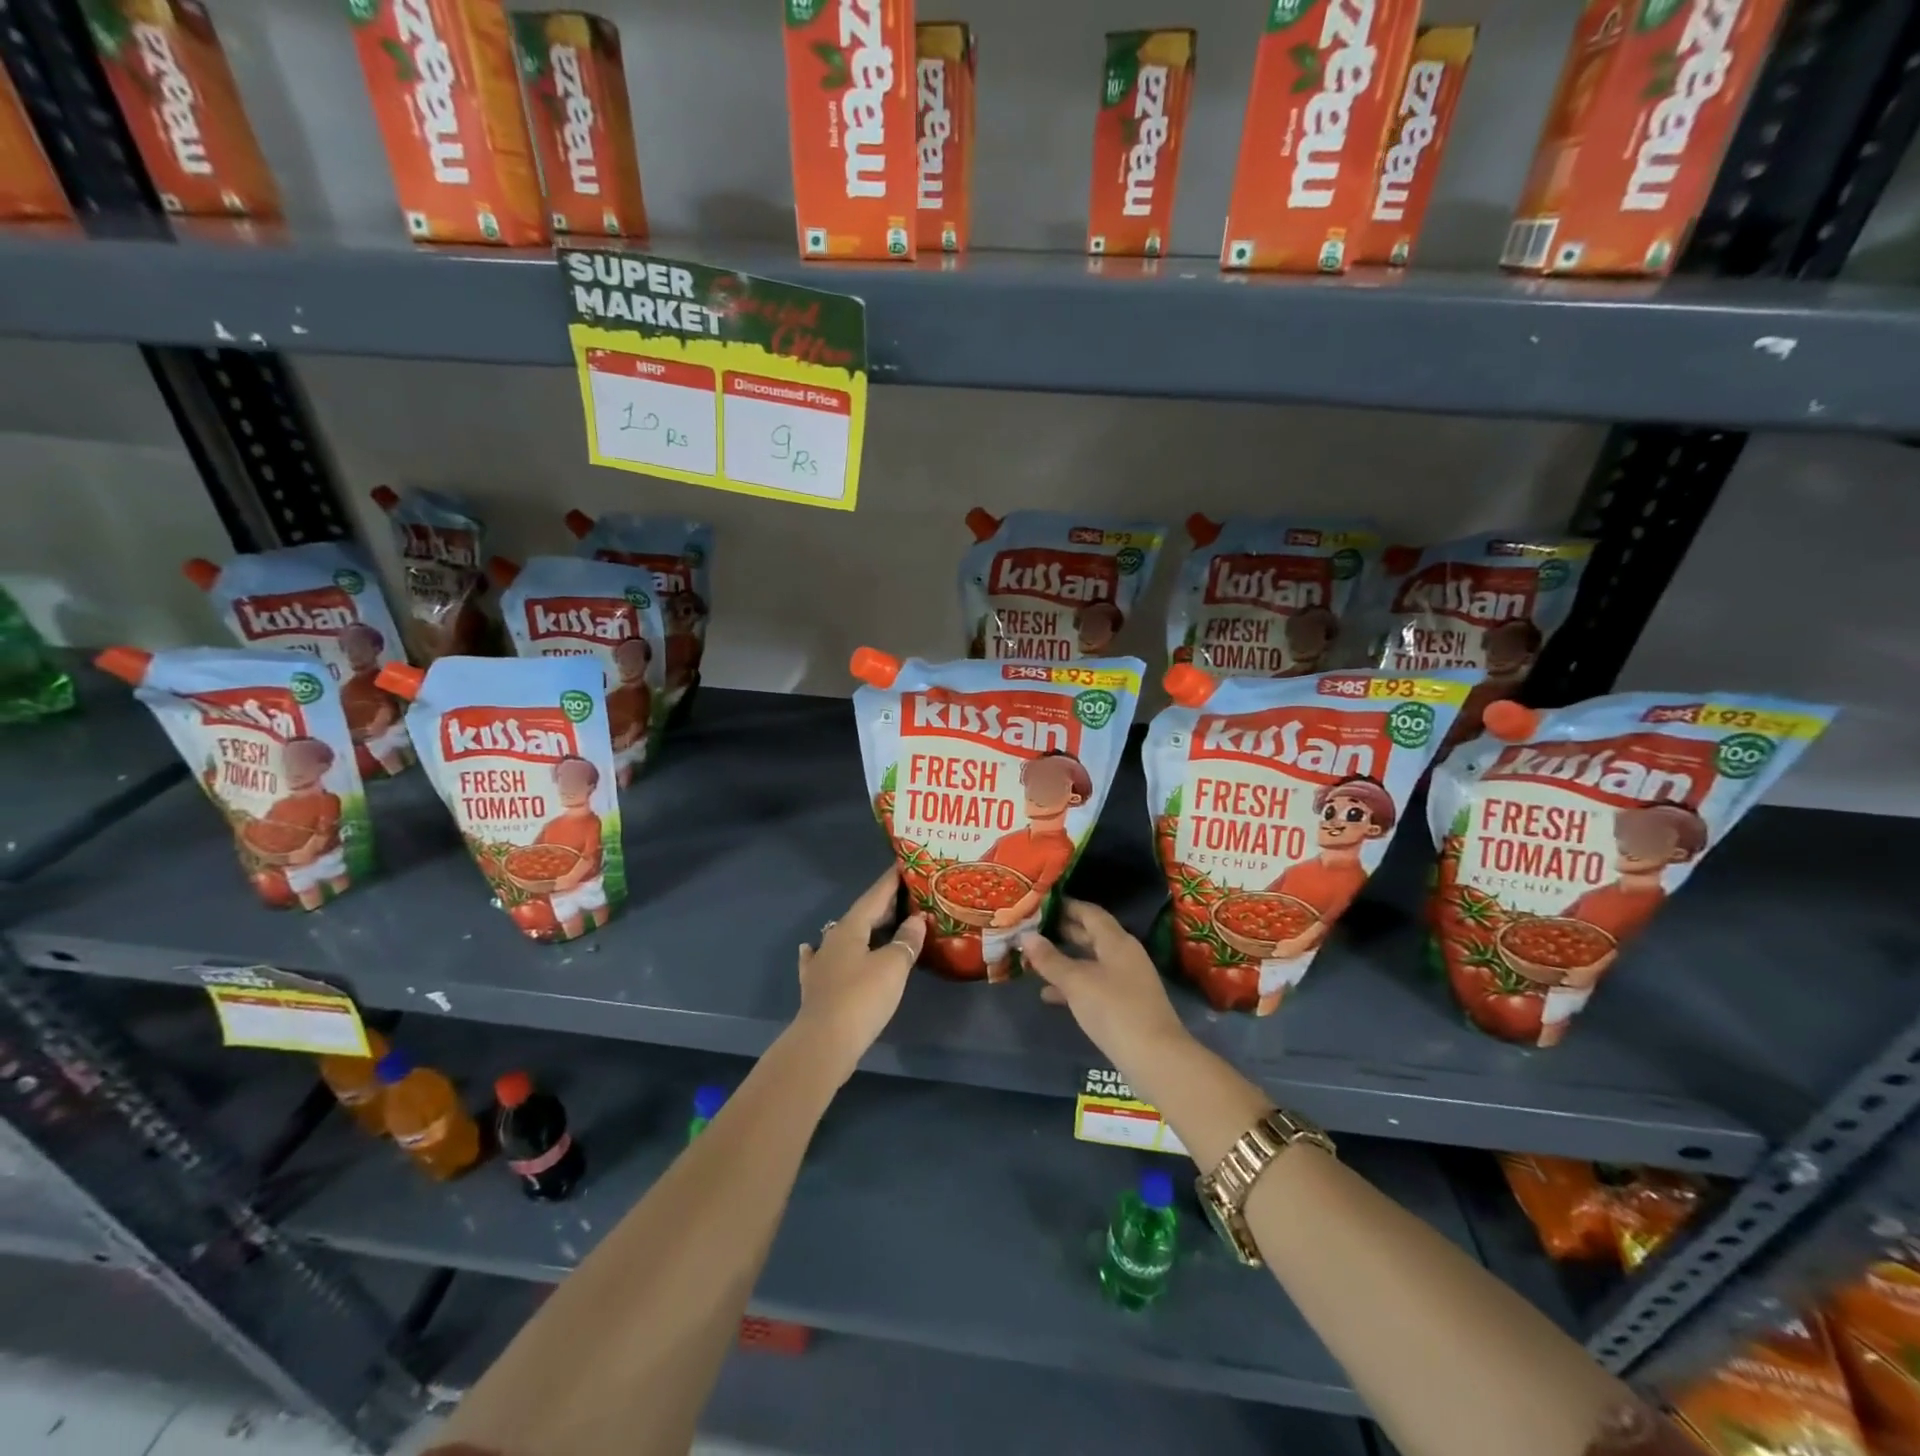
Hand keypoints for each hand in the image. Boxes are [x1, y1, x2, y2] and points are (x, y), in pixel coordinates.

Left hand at [794, 867, 926, 1083]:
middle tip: (908, 897)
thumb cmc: (862, 998)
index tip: (904, 865)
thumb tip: (917, 919)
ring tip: (880, 922)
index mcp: (851, 928)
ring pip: (845, 936)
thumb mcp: (893, 966)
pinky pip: (821, 960)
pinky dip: (822, 951)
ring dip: (864, 928)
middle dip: (884, 905)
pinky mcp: (817, 987)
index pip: (875, 896)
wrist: (824, 1043)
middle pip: (861, 915)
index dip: (891, 881)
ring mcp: (822, 963)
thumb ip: (906, 940)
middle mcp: (833, 939)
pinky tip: (811, 947)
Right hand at [1020, 899, 1191, 1100]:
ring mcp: (1126, 981)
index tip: (1040, 902)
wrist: (1155, 1059)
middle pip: (1091, 935)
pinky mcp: (1124, 1005)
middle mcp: (1124, 955)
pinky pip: (1093, 985)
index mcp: (1116, 941)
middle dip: (1062, 931)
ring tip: (1033, 959)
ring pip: (1090, 961)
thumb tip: (1026, 936)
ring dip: (1064, 960)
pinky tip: (1048, 995)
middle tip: (1031, 927)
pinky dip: (1072, 985)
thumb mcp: (1077, 982)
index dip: (1066, 905)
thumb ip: (1050, 959)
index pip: (1089, 912)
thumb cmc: (1114, 1010)